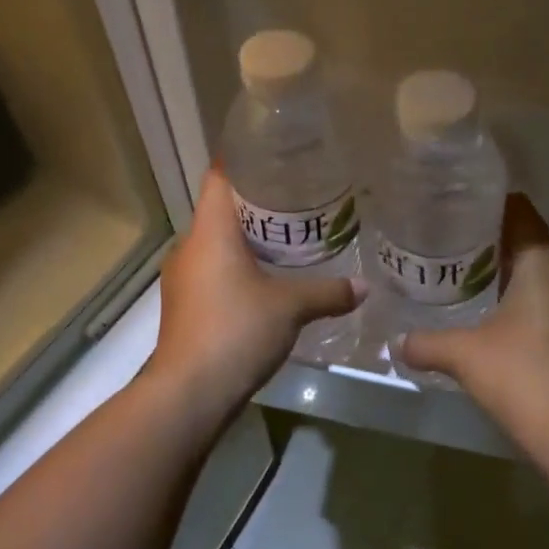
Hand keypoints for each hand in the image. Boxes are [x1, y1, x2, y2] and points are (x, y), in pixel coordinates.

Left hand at [152, 168, 363, 410]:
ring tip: (288, 242)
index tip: (274, 157)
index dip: (243, 162)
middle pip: (220, 211)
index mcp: (209, 232)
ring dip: (247, 242)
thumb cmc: (236, 330)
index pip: (219, 177)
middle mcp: (189, 248)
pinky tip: (266, 284)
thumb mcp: (290, 308)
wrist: (189, 392)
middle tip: (298, 202)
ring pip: (216, 246)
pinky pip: (213, 273)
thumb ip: (328, 292)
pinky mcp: (185, 307)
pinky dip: (237, 270)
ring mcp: (183, 279)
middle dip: (256, 206)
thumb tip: (364, 287)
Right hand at [401, 195, 548, 446]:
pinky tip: (496, 322)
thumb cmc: (518, 375)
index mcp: (542, 267)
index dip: (495, 205)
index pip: (522, 216)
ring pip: (541, 278)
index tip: (463, 205)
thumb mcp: (462, 354)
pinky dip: (524, 304)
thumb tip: (397, 343)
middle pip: (530, 246)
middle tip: (453, 245)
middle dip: (495, 243)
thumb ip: (425, 343)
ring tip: (469, 281)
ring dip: (510, 276)